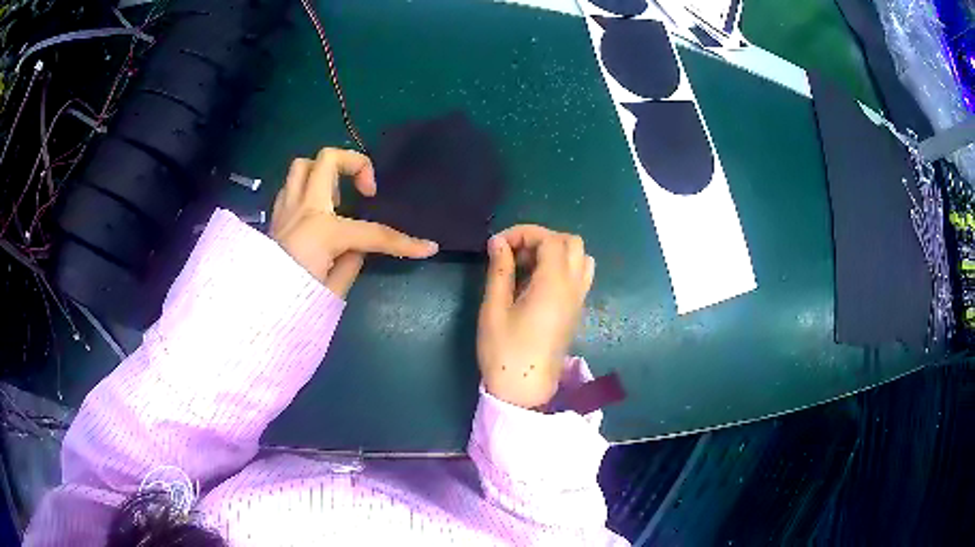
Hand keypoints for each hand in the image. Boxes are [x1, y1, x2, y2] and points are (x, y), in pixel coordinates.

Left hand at [271, 148, 438, 296]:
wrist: (250, 310)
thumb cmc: (289, 302)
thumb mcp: (331, 291)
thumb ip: (350, 264)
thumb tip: (359, 248)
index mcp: (322, 230)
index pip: (372, 233)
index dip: (404, 243)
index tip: (427, 247)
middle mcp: (303, 208)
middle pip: (328, 159)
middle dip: (357, 164)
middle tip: (367, 191)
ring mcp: (285, 207)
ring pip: (303, 164)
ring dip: (325, 172)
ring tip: (338, 196)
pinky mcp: (275, 215)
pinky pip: (291, 186)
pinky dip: (307, 189)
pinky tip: (316, 210)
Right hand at [477, 225, 594, 408]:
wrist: (524, 389)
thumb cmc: (504, 350)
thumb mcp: (494, 308)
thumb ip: (499, 270)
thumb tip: (498, 242)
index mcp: (554, 285)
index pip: (550, 239)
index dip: (523, 233)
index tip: (498, 245)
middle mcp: (573, 288)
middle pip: (571, 242)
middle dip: (541, 239)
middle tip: (514, 255)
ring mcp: (579, 300)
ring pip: (580, 258)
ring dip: (555, 252)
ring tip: (527, 267)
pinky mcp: (576, 311)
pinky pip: (580, 276)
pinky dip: (562, 267)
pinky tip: (537, 284)